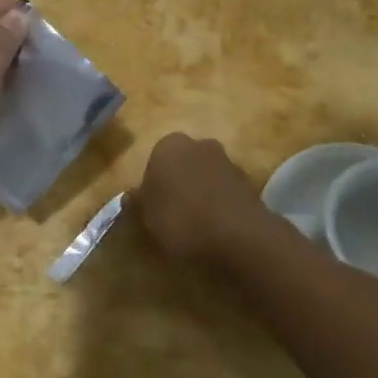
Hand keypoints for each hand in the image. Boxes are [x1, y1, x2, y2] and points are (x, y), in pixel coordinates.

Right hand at [134, 132, 274, 268]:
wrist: (238, 233)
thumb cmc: (181, 219)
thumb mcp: (147, 217)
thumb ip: (137, 203)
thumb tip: (130, 195)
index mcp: (167, 145)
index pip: (154, 161)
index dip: (153, 187)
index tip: (153, 210)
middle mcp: (197, 143)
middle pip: (181, 164)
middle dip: (178, 183)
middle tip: (174, 215)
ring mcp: (226, 160)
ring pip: (204, 175)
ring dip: (201, 192)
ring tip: (197, 225)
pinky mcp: (247, 180)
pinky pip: (224, 191)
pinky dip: (219, 203)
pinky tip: (217, 227)